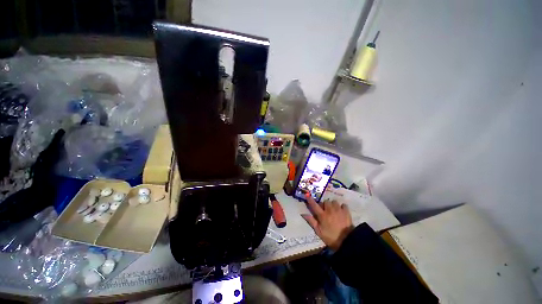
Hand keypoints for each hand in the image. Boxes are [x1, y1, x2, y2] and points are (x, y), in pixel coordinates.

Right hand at [301, 194, 353, 250]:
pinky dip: (341, 207)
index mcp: (322, 215)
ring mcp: (339, 210)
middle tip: (325, 210)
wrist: (347, 242)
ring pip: (334, 202)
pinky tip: (341, 211)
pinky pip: (343, 205)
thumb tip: (303, 214)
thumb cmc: (331, 238)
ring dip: (332, 205)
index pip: (314, 205)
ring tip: (333, 210)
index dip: (310, 200)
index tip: (307, 195)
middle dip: (324, 204)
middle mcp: (330, 210)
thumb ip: (311, 221)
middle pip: (325, 201)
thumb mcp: (319, 231)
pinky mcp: (346, 212)